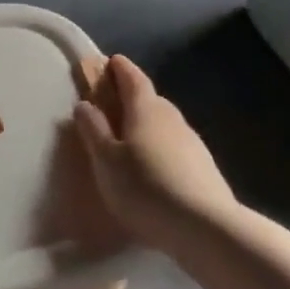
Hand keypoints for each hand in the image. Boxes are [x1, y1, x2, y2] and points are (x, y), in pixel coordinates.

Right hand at [73, 56, 240, 250]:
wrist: (205, 227)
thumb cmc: (145, 187)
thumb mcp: (106, 160)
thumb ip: (94, 129)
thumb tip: (84, 104)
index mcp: (145, 109)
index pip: (132, 78)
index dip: (120, 69)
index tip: (110, 62)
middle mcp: (172, 118)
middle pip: (150, 99)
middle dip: (132, 97)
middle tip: (113, 105)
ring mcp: (192, 142)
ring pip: (165, 123)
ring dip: (147, 124)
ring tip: (130, 139)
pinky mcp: (204, 166)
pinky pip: (175, 146)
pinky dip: (161, 146)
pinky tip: (154, 167)